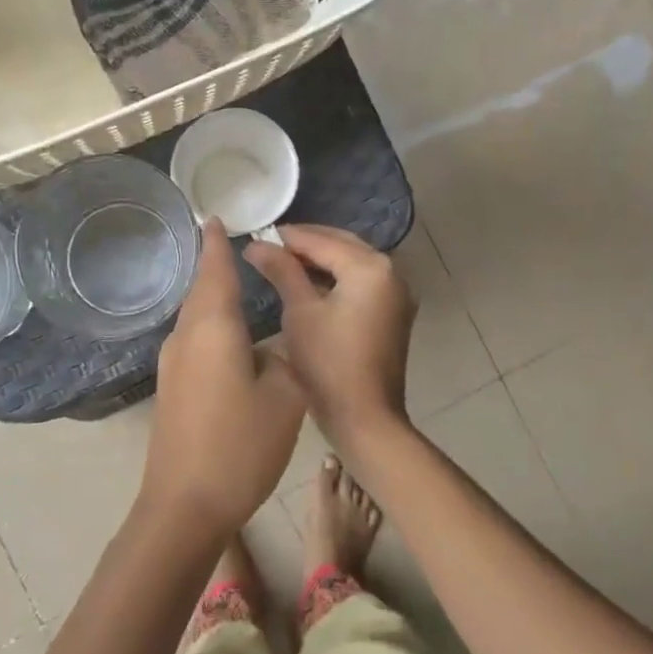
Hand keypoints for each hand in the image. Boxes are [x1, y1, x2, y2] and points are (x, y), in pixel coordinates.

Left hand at [143, 219, 305, 536]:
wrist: (184, 504)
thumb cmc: (240, 445)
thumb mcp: (285, 398)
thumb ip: (284, 362)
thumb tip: (269, 353)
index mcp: (214, 328)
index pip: (215, 271)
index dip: (218, 244)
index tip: (216, 218)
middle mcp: (185, 337)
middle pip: (201, 291)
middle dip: (215, 267)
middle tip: (234, 247)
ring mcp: (172, 365)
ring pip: (195, 318)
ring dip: (212, 299)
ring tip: (236, 287)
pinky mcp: (170, 389)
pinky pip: (193, 342)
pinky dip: (210, 327)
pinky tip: (228, 339)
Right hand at [244, 225, 414, 446]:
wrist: (364, 417)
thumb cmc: (328, 363)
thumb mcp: (300, 312)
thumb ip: (281, 271)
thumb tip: (257, 244)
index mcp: (370, 268)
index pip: (322, 241)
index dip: (287, 238)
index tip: (256, 235)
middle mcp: (391, 272)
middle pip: (343, 246)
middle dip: (307, 244)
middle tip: (268, 247)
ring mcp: (396, 294)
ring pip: (353, 264)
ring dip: (321, 261)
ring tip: (283, 263)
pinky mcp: (393, 314)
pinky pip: (362, 283)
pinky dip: (337, 279)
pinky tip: (308, 285)